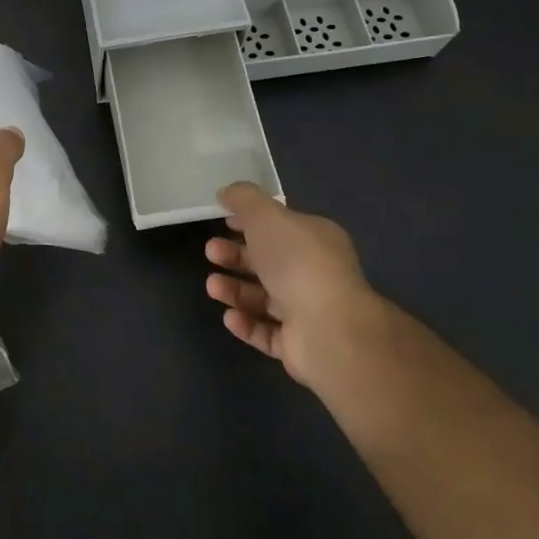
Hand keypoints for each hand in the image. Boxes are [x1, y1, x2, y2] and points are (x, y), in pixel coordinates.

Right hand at [204, 182, 375, 387]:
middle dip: (235, 256)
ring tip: (213, 287)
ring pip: (264, 298)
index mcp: (315, 239)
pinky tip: (229, 317)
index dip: (250, 222)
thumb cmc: (296, 262)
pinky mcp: (300, 346)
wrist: (329, 330)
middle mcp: (315, 273)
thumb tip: (228, 192)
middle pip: (268, 262)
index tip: (222, 221)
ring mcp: (310, 312)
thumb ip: (244, 199)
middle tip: (210, 252)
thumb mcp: (266, 215)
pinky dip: (246, 323)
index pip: (280, 227)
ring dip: (235, 290)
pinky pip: (267, 332)